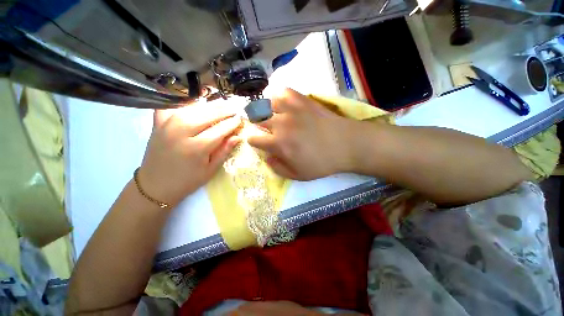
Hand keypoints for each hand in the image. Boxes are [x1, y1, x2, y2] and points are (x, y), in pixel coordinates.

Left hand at [138, 103, 241, 205]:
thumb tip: (237, 137)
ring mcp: (167, 125)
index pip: (220, 129)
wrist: (155, 185)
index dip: (232, 123)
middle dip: (224, 111)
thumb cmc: (187, 180)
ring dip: (210, 106)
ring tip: (222, 105)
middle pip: (207, 115)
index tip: (240, 119)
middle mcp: (181, 132)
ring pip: (193, 108)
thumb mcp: (210, 170)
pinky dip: (184, 104)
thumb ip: (224, 151)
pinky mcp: (157, 124)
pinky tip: (195, 104)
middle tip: (235, 109)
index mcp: (197, 148)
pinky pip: (172, 107)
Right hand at [247, 88, 358, 180]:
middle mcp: (280, 124)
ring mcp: (291, 110)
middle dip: (258, 125)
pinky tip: (283, 103)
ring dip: (267, 110)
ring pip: (267, 104)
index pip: (254, 139)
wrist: (345, 145)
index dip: (254, 141)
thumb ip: (278, 168)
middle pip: (257, 120)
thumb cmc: (322, 162)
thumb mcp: (298, 175)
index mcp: (278, 144)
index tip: (259, 142)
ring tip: (272, 115)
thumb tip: (266, 158)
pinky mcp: (302, 100)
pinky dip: (280, 96)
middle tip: (266, 129)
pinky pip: (284, 91)